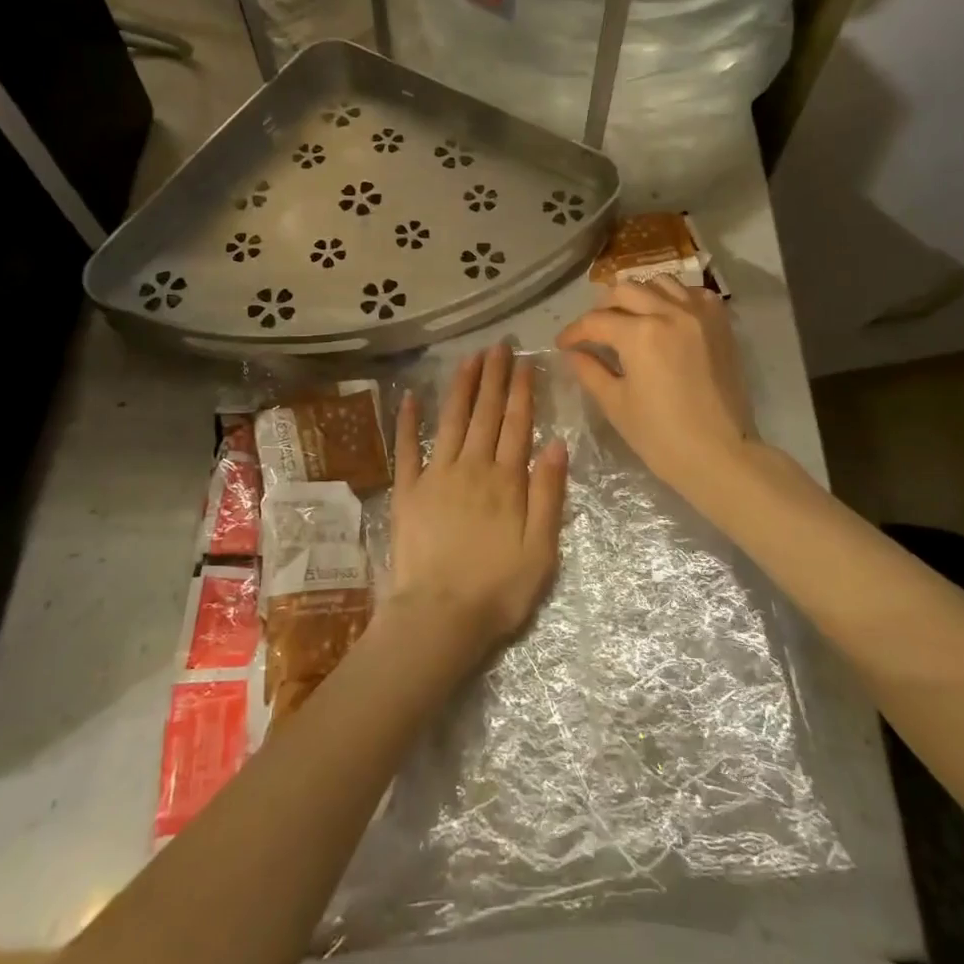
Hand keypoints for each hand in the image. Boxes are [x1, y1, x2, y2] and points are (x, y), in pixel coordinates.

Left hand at [385, 345, 568, 658]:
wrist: (439, 617)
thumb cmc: (498, 589)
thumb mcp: (542, 549)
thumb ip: (548, 494)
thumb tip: (556, 444)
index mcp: (506, 480)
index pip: (517, 424)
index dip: (522, 391)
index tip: (525, 362)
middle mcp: (471, 467)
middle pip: (486, 414)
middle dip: (494, 377)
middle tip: (499, 346)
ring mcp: (436, 476)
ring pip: (451, 421)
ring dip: (461, 387)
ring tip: (469, 359)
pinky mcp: (407, 491)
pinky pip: (407, 449)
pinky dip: (408, 422)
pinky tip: (410, 398)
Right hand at [555, 276, 754, 498]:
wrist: (721, 455)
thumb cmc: (662, 437)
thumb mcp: (616, 404)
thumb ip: (590, 371)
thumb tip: (573, 353)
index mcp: (640, 334)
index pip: (596, 321)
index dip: (574, 332)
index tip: (563, 344)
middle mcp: (670, 312)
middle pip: (625, 291)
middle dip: (602, 308)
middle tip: (594, 331)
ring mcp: (699, 314)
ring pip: (659, 283)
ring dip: (638, 296)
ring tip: (630, 318)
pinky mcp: (720, 324)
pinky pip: (692, 293)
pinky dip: (674, 298)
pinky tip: (666, 317)